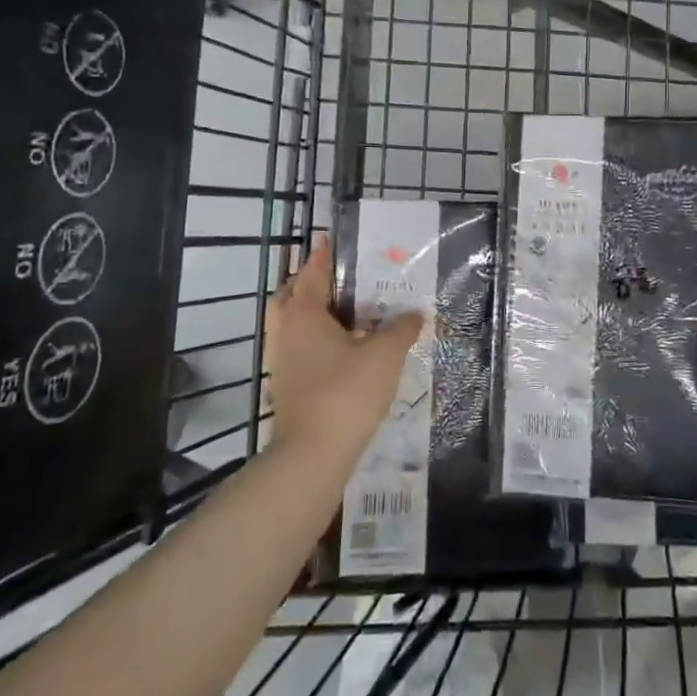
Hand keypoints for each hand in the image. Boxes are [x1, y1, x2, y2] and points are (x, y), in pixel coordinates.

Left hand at [264, 234, 422, 459]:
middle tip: (341, 277)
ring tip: (347, 311)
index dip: (325, 255)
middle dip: (313, 283)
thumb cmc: (346, 393)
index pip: (312, 272)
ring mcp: (282, 360)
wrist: (313, 456)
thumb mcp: (384, 355)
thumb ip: (400, 328)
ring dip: (314, 312)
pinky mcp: (287, 385)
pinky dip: (316, 338)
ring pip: (294, 324)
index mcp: (303, 313)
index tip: (335, 239)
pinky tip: (344, 348)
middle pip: (293, 295)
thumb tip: (414, 312)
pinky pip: (299, 347)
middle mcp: (285, 331)